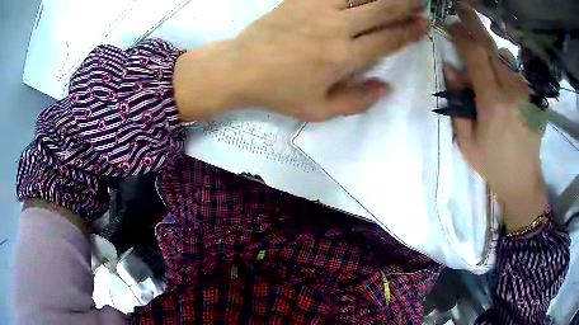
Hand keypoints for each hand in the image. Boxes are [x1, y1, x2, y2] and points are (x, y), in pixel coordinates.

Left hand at [174, 0, 427, 121]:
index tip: (424, 24)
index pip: (388, 39)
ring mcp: (316, 8)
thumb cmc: (279, 92)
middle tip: (421, 3)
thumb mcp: (318, 110)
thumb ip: (356, 101)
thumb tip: (386, 88)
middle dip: (405, 5)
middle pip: (380, 9)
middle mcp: (335, 28)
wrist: (240, 68)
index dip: (410, 31)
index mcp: (343, 57)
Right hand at [444, 5, 548, 230]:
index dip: (462, 36)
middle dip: (475, 25)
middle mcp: (511, 92)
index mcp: (493, 104)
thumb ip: (459, 104)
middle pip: (492, 48)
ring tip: (480, 49)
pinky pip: (515, 70)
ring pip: (505, 56)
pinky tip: (498, 70)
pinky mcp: (531, 97)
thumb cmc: (492, 164)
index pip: (476, 56)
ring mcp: (524, 93)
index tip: (450, 24)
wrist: (523, 180)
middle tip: (462, 9)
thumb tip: (451, 70)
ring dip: (490, 47)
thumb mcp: (467, 141)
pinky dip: (504, 63)